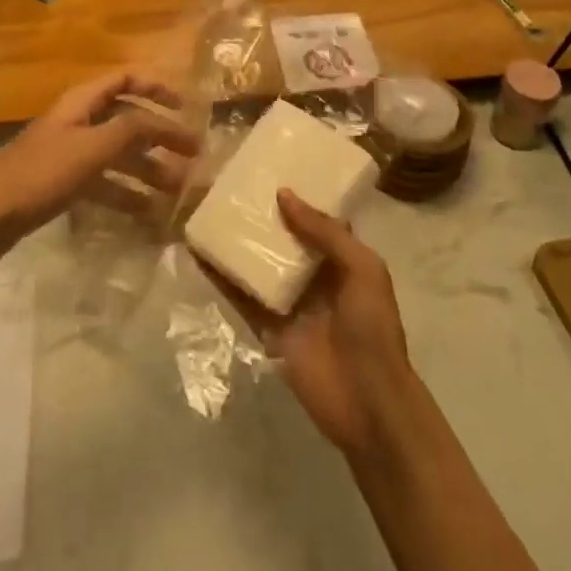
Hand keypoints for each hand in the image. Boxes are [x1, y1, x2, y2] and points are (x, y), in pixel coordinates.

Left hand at [0, 71, 200, 267]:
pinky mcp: (62, 183)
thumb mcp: (92, 148)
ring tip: (177, 190)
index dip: (156, 87)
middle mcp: (78, 122)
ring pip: (118, 154)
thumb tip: (166, 122)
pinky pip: (104, 182)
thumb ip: (131, 131)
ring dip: (148, 168)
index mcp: (82, 103)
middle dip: (160, 136)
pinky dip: (126, 193)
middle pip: (126, 120)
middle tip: (193, 157)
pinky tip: (148, 213)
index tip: (186, 107)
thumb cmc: (41, 174)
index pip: (125, 80)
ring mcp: (69, 153)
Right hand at [208, 190, 414, 457]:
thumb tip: (283, 194)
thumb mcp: (363, 269)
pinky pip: (240, 294)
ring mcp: (287, 301)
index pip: (317, 219)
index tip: (271, 167)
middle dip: (262, 214)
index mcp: (342, 260)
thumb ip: (325, 232)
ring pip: (257, 262)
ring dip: (237, 240)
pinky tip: (198, 251)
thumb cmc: (373, 329)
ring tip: (209, 208)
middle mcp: (313, 275)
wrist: (367, 403)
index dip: (298, 195)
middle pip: (282, 238)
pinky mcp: (265, 325)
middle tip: (230, 182)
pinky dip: (220, 275)